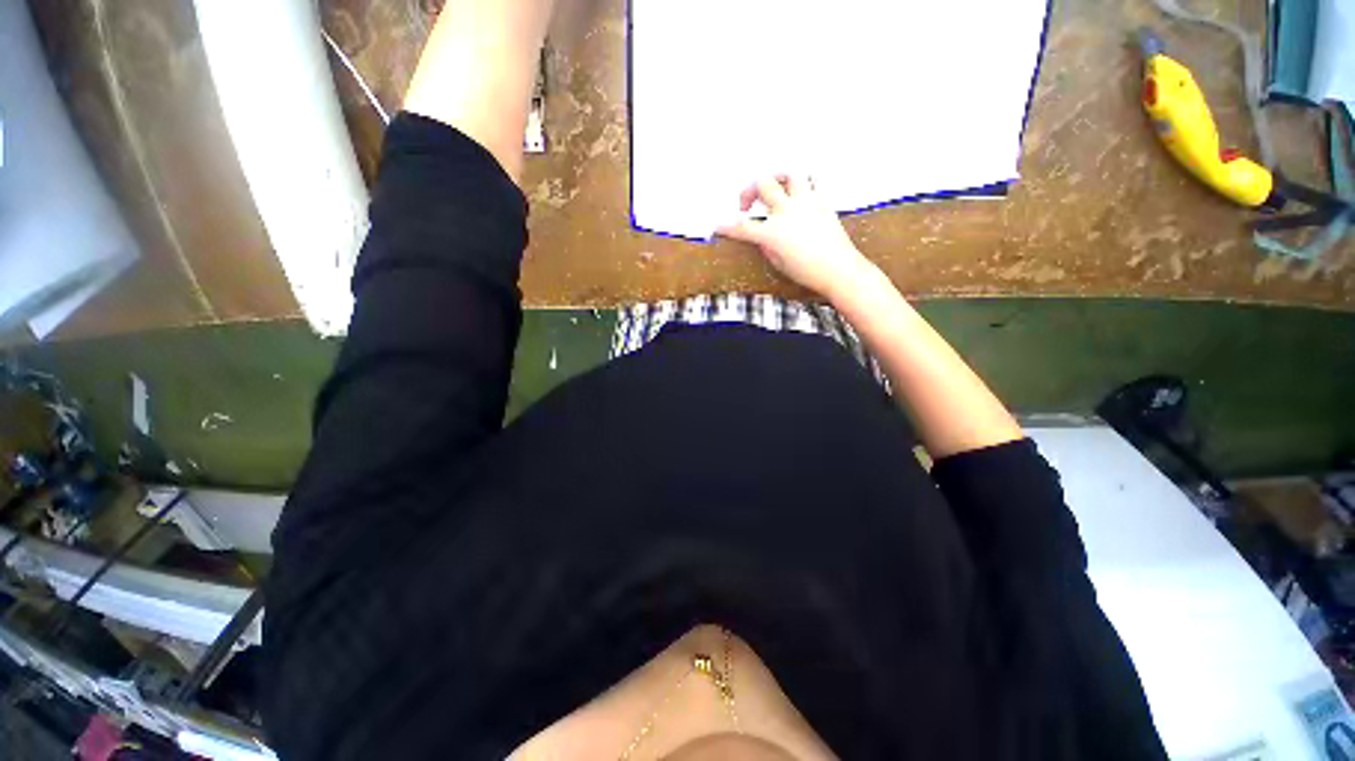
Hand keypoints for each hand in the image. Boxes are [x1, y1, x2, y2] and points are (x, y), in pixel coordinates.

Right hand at [716, 175, 872, 298]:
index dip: (726, 226)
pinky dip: (803, 183)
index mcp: (773, 233)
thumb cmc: (806, 272)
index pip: (742, 227)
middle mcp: (787, 211)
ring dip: (776, 178)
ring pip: (789, 173)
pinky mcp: (822, 201)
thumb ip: (766, 245)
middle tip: (746, 205)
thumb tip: (762, 234)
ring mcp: (806, 203)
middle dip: (747, 191)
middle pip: (762, 184)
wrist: (839, 270)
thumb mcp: (777, 262)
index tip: (717, 226)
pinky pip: (813, 180)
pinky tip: (799, 194)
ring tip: (774, 189)